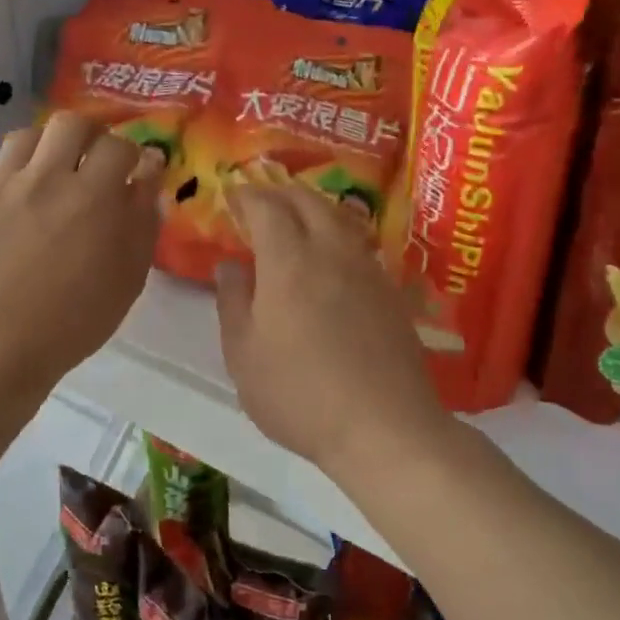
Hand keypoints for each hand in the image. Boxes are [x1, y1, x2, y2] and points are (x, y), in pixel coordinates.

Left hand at [0, 111, 161, 392]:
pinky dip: (7, 173)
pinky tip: (12, 198)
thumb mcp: (127, 278)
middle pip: (69, 123)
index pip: (119, 146)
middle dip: (89, 134)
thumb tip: (148, 177)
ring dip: (45, 148)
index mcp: (91, 198)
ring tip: (49, 174)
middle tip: (91, 158)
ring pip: (24, 136)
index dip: (131, 155)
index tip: (132, 171)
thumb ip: (142, 221)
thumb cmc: (73, 323)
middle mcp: (44, 179)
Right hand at [215, 185, 448, 478]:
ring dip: (311, 209)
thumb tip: (229, 265)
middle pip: (307, 201)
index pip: (267, 207)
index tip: (231, 196)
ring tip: (293, 222)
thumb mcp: (244, 355)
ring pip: (338, 218)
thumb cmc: (299, 395)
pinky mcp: (390, 291)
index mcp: (289, 261)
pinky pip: (357, 243)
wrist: (384, 426)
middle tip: (260, 203)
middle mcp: (332, 251)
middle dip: (279, 193)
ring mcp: (367, 269)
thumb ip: (232, 302)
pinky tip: (329, 259)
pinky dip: (335, 234)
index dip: (247, 195)